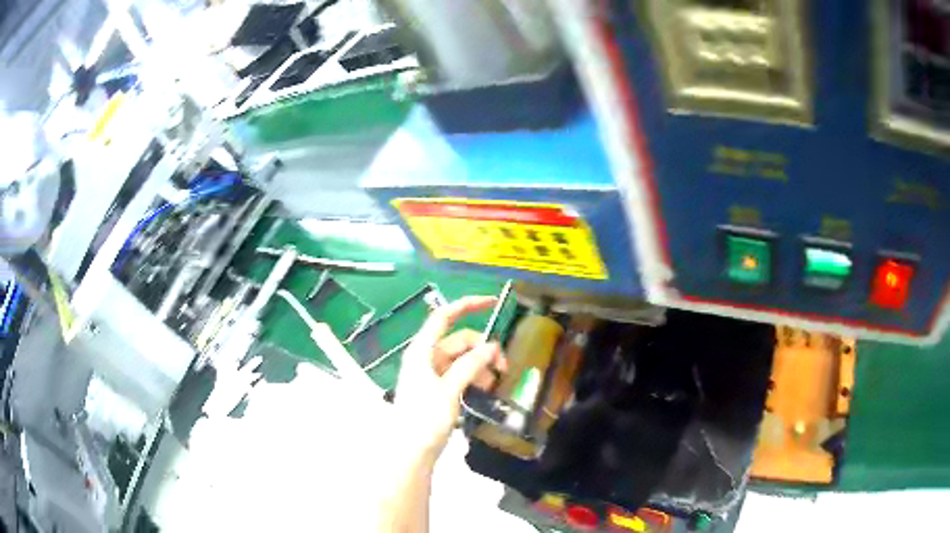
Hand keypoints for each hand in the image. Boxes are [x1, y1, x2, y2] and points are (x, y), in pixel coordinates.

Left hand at [395, 296, 506, 460]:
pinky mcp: (437, 389)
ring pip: (461, 359)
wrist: (410, 452)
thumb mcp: (449, 390)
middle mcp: (426, 358)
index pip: (444, 317)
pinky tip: (485, 389)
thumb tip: (492, 346)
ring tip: (495, 383)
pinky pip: (459, 374)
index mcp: (422, 351)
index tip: (492, 302)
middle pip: (458, 341)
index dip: (467, 305)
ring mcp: (431, 374)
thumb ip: (470, 366)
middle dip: (482, 348)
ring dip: (480, 365)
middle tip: (504, 367)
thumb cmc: (424, 419)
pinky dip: (473, 377)